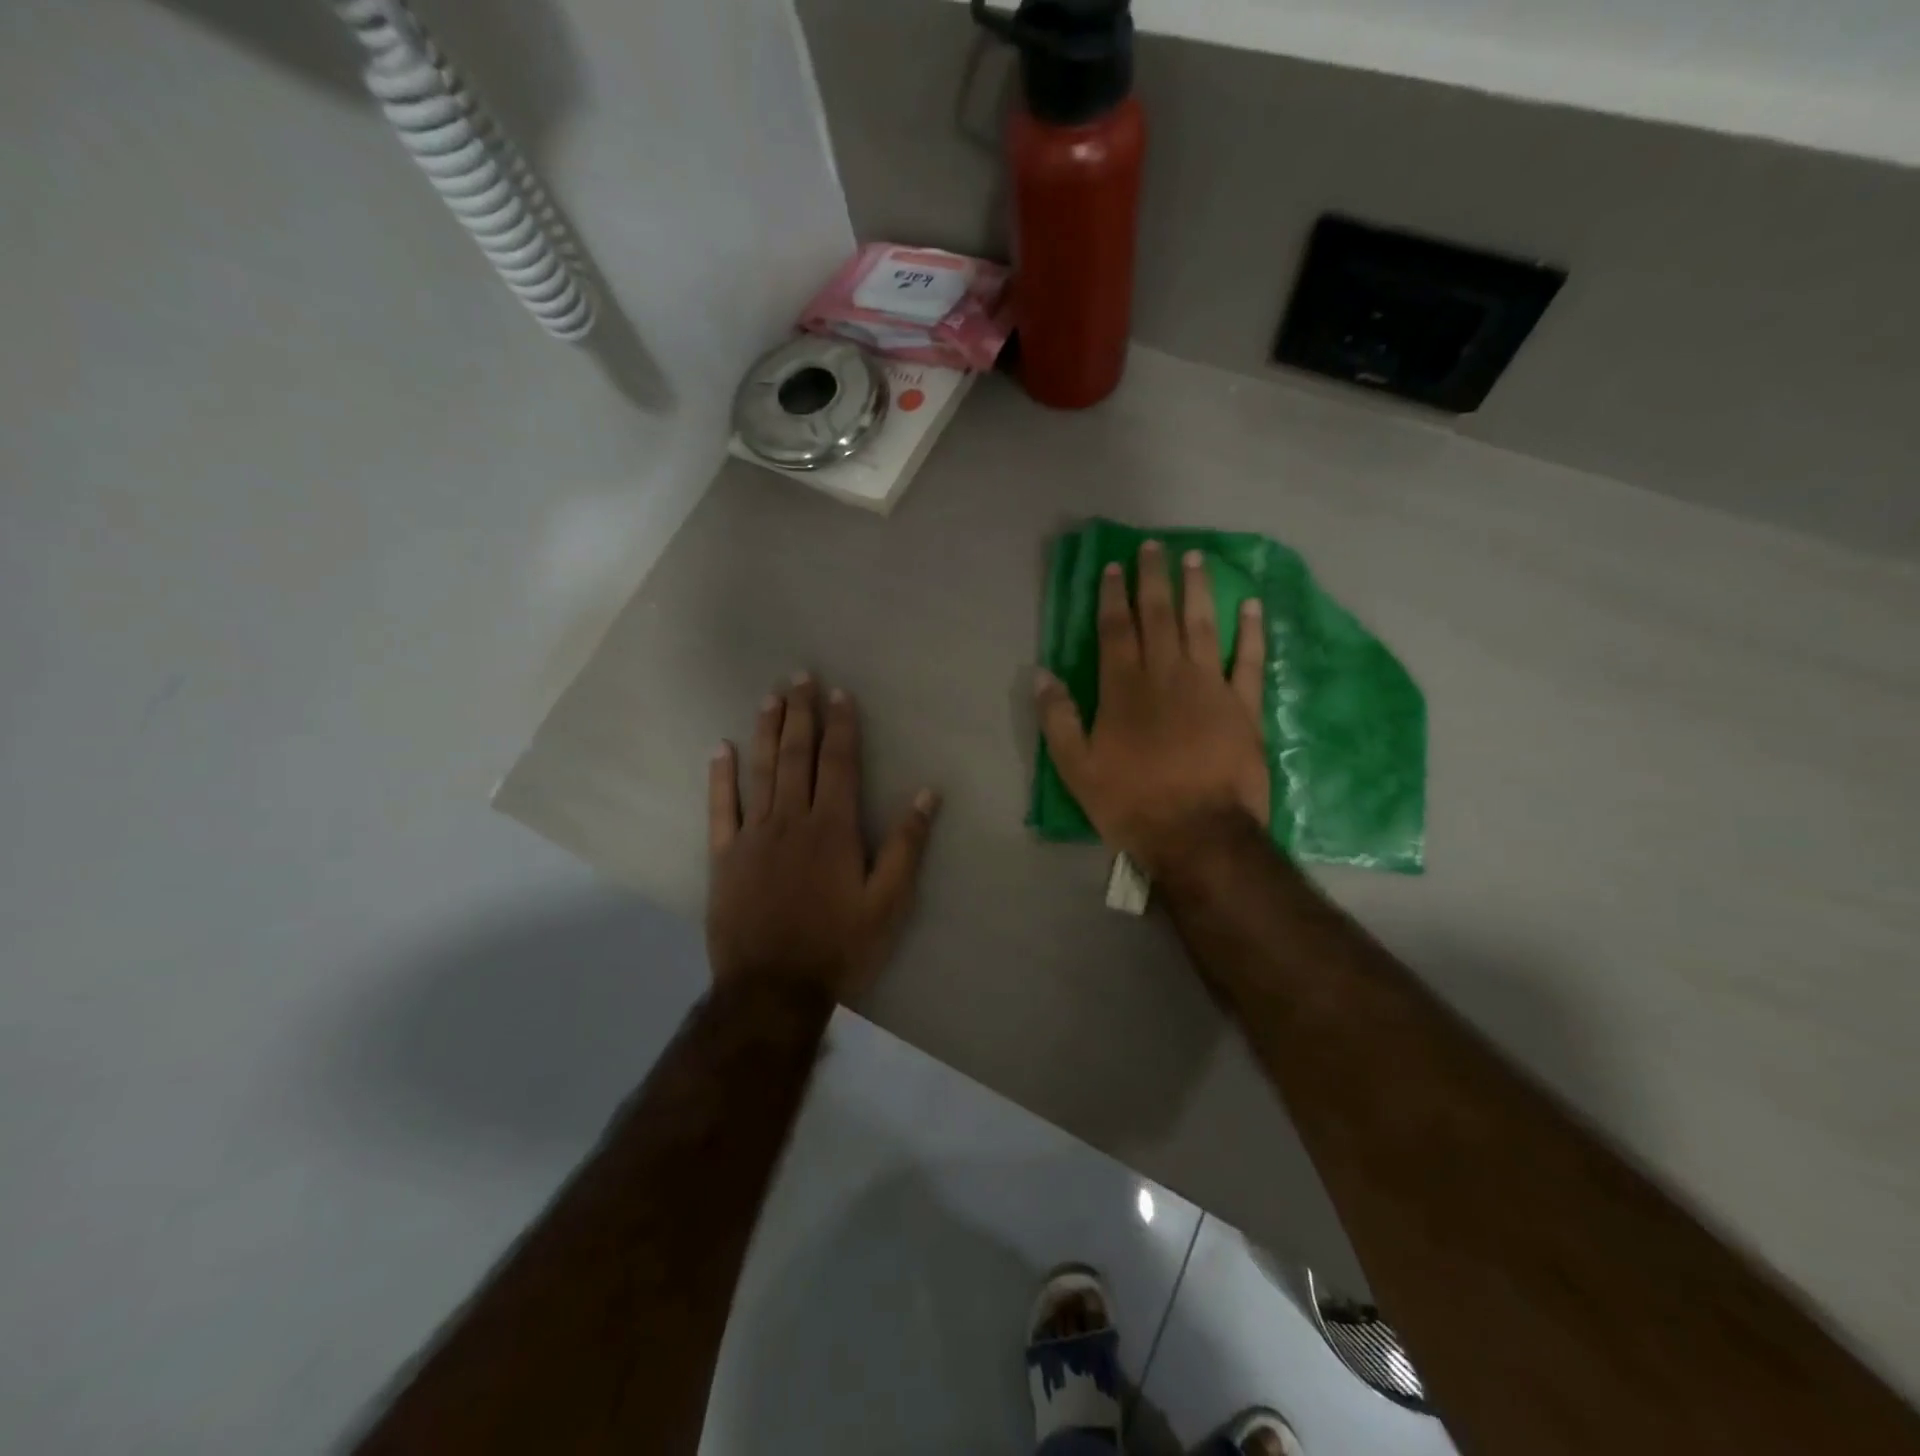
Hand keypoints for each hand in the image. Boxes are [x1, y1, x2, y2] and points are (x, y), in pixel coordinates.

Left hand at [707, 676, 939, 999]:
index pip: (837, 763)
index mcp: (832, 828)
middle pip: (795, 756)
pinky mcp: (724, 857)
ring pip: (759, 772)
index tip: (839, 693)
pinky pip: (720, 808)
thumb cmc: (838, 946)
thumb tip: (928, 794)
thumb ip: (905, 846)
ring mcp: (753, 836)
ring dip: (765, 731)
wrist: (773, 989)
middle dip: (800, 714)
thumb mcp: (887, 902)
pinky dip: (720, 777)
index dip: (840, 726)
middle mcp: (791, 820)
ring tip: (769, 698)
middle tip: (799, 677)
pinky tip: (719, 749)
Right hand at [1036, 540, 1268, 875]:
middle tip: (1155, 546)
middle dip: (1154, 579)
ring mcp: (1209, 687)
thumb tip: (1040, 674)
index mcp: (1124, 690)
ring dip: (1197, 590)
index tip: (1114, 568)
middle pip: (1158, 616)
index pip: (1116, 630)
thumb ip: (1058, 719)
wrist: (1198, 834)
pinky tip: (1251, 605)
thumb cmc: (1132, 803)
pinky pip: (1248, 660)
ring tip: (1195, 559)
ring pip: (1202, 626)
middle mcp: (1166, 676)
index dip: (1113, 596)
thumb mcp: (1077, 769)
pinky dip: (1250, 631)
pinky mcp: (1243, 706)